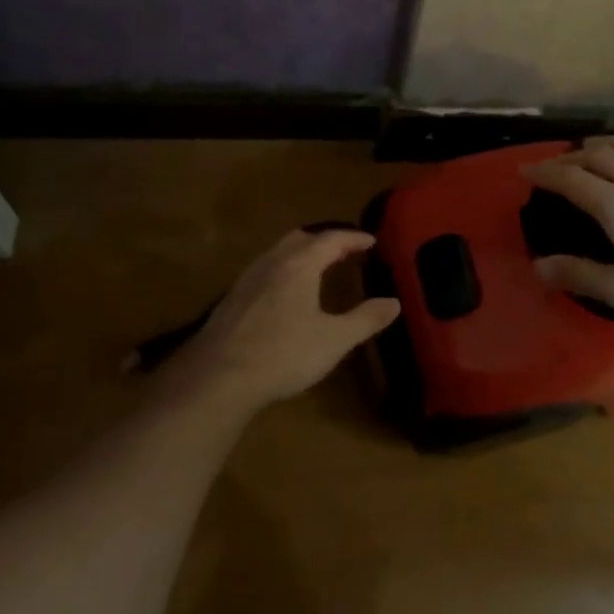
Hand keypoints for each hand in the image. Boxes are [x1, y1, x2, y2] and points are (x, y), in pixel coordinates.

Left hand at [172, 228, 400, 412]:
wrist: (220, 375)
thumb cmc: (284, 353)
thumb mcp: (334, 339)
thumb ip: (365, 319)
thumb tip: (393, 302)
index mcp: (300, 264)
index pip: (331, 239)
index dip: (354, 238)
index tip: (371, 241)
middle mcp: (272, 262)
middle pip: (301, 238)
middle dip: (325, 240)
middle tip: (345, 251)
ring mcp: (248, 277)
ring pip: (279, 252)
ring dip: (301, 253)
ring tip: (317, 268)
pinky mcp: (233, 297)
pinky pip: (264, 269)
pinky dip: (283, 269)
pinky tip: (285, 293)